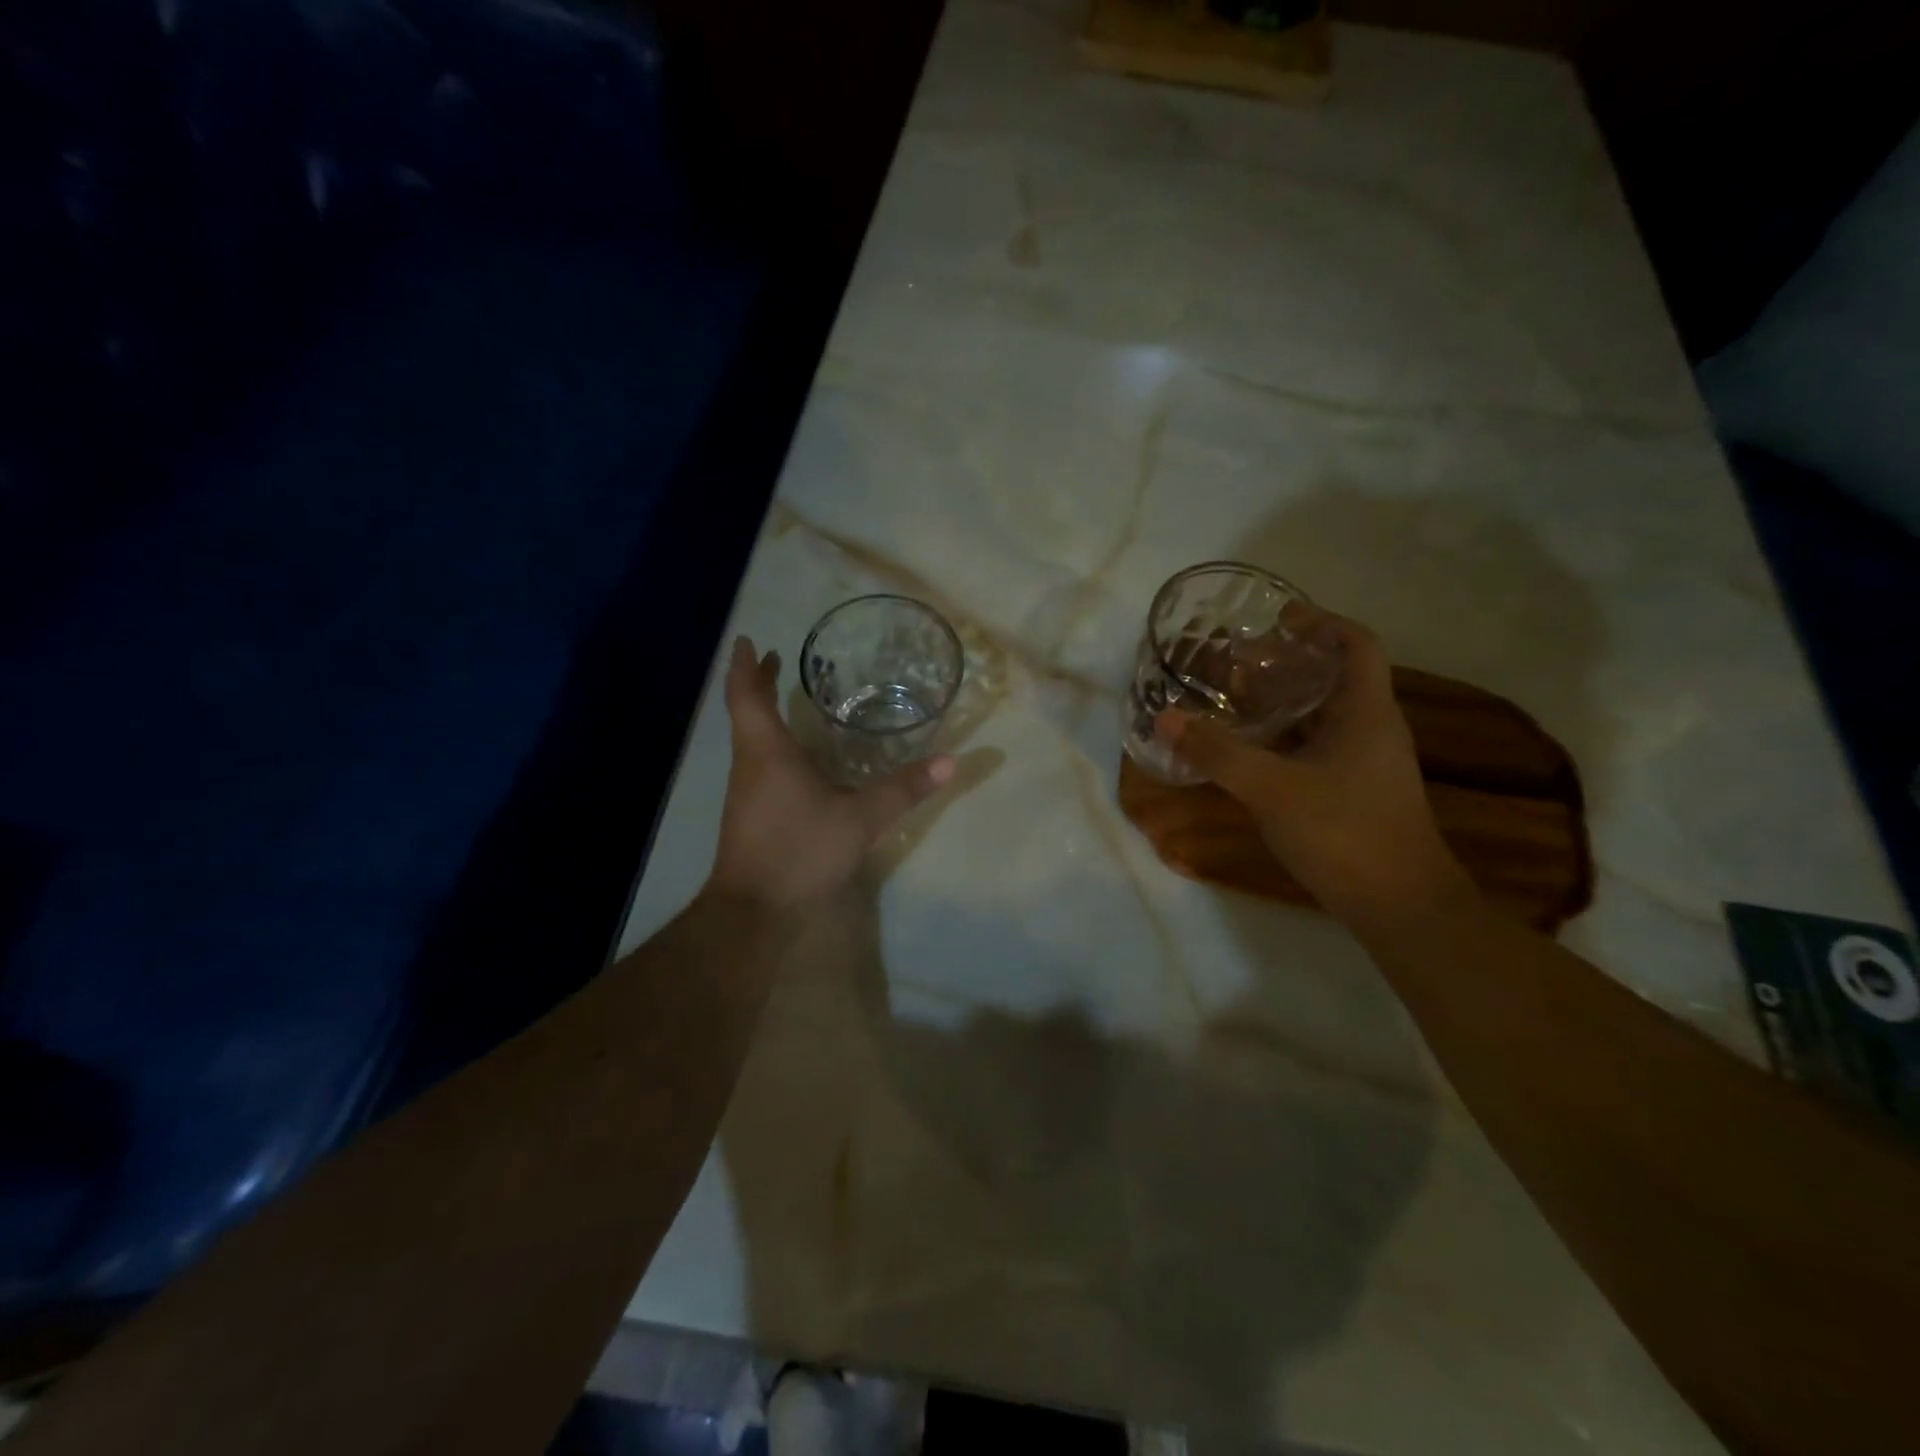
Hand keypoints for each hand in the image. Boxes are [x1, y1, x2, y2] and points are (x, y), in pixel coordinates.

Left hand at [708, 636, 955, 910]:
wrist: (753, 911)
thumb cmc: (798, 850)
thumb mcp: (859, 818)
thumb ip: (902, 789)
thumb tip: (949, 762)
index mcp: (767, 752)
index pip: (747, 695)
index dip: (747, 666)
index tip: (750, 641)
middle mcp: (749, 765)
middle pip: (746, 713)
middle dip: (759, 683)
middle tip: (777, 660)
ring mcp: (746, 791)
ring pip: (751, 739)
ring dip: (765, 714)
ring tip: (790, 700)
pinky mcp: (751, 814)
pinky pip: (758, 763)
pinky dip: (773, 743)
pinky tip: (799, 758)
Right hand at [1157, 618, 1472, 927]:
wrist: (1400, 907)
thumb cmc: (1344, 832)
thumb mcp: (1271, 789)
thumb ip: (1217, 752)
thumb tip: (1166, 718)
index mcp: (1365, 711)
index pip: (1356, 643)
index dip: (1320, 622)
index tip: (1276, 619)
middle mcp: (1371, 728)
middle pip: (1333, 676)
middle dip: (1286, 662)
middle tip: (1236, 661)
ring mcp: (1365, 762)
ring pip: (1322, 715)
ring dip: (1282, 702)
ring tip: (1233, 698)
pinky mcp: (1354, 791)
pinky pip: (1316, 747)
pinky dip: (1283, 738)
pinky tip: (1249, 751)